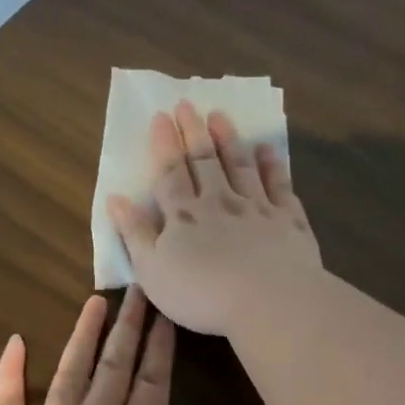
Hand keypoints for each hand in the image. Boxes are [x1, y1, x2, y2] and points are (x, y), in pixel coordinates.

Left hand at [0, 287, 289, 404]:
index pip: (154, 383)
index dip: (161, 347)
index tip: (165, 313)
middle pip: (115, 365)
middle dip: (128, 326)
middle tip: (136, 288)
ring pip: (69, 371)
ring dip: (83, 335)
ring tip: (94, 302)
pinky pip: (6, 399)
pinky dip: (9, 370)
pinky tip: (14, 341)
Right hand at [107, 102, 322, 336]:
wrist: (268, 300)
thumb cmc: (202, 294)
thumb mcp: (153, 271)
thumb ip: (135, 233)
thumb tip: (116, 199)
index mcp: (184, 216)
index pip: (170, 173)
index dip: (163, 144)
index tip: (160, 117)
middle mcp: (219, 202)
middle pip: (204, 160)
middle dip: (193, 131)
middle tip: (187, 104)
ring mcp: (257, 207)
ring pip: (240, 165)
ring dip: (229, 140)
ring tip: (220, 116)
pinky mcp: (288, 219)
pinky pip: (279, 185)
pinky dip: (272, 165)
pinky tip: (268, 150)